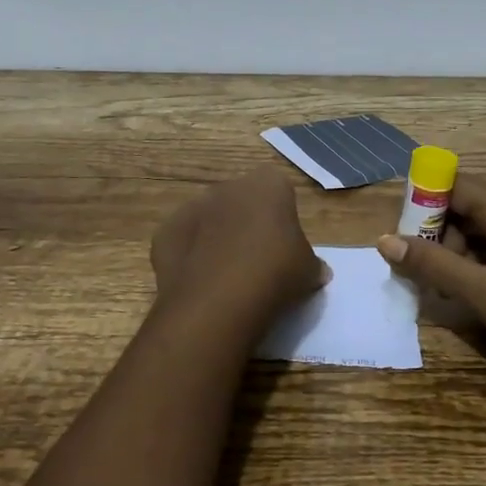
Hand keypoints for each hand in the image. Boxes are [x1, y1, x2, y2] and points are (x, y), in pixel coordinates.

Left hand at [151, 167, 329, 330]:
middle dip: (247, 222)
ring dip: (216, 236)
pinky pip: (183, 241)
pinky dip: (189, 256)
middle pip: (241, 200)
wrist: (218, 300)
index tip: (284, 243)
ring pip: (209, 218)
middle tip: (257, 259)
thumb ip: (312, 264)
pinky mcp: (166, 231)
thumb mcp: (308, 271)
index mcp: (268, 184)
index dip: (282, 215)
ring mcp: (192, 206)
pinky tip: (200, 282)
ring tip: (226, 274)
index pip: (279, 189)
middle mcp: (229, 186)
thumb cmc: (275, 273)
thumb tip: (320, 271)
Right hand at [378, 174, 485, 387]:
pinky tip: (478, 292)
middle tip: (425, 275)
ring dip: (459, 251)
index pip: (451, 184)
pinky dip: (482, 259)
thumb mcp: (483, 293)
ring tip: (449, 291)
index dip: (421, 206)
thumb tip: (385, 240)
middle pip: (466, 203)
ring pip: (484, 224)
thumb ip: (433, 264)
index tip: (403, 240)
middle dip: (438, 234)